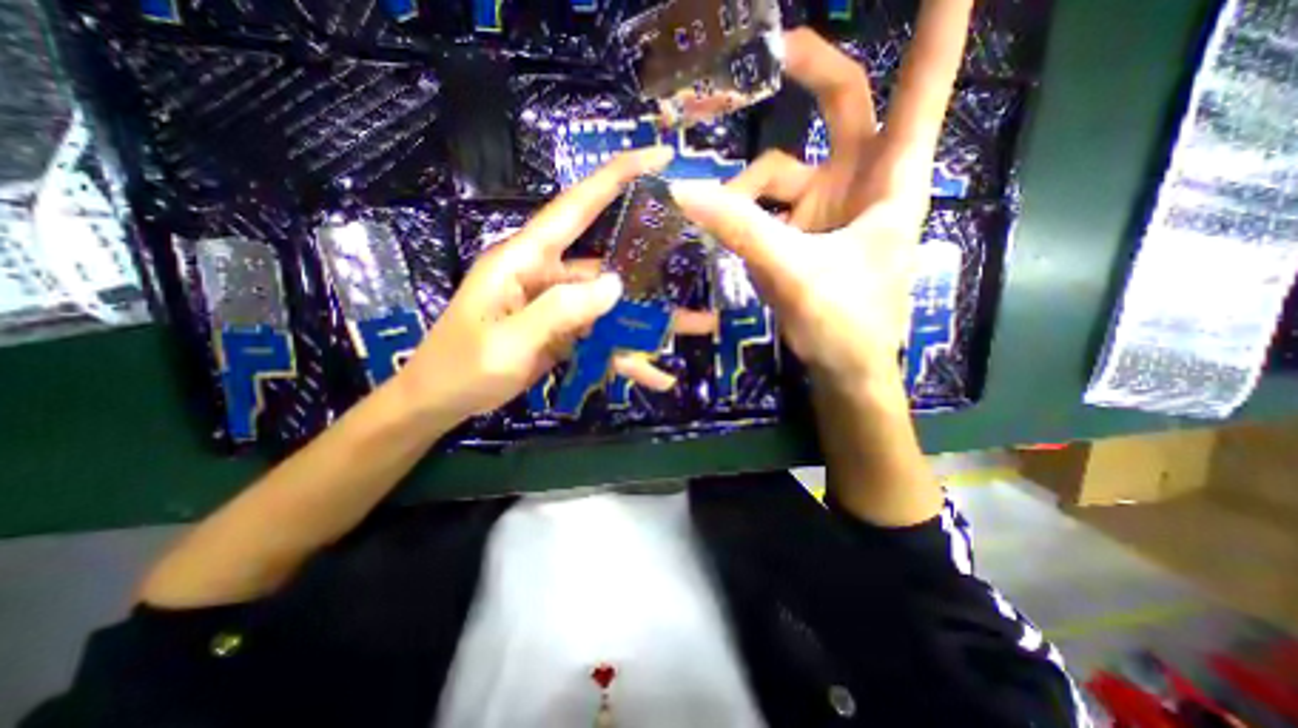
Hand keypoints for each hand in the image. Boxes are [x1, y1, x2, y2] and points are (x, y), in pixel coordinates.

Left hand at [395, 144, 682, 420]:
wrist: (443, 401)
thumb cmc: (463, 367)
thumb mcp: (507, 341)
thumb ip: (558, 310)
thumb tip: (614, 285)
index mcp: (524, 260)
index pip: (575, 208)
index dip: (616, 177)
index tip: (659, 158)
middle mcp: (546, 275)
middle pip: (608, 263)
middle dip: (653, 265)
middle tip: (698, 262)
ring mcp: (558, 306)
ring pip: (612, 305)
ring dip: (650, 319)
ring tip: (695, 325)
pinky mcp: (564, 331)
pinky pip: (602, 337)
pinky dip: (627, 353)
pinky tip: (656, 373)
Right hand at [675, 18, 966, 391]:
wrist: (842, 368)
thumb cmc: (842, 322)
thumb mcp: (793, 271)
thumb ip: (741, 229)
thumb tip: (682, 190)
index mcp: (891, 180)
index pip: (921, 87)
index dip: (937, 27)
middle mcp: (862, 183)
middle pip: (843, 106)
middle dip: (810, 74)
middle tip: (771, 54)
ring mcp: (828, 208)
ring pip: (783, 172)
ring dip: (747, 190)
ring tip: (717, 217)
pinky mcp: (802, 233)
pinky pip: (767, 208)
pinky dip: (743, 216)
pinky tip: (727, 235)